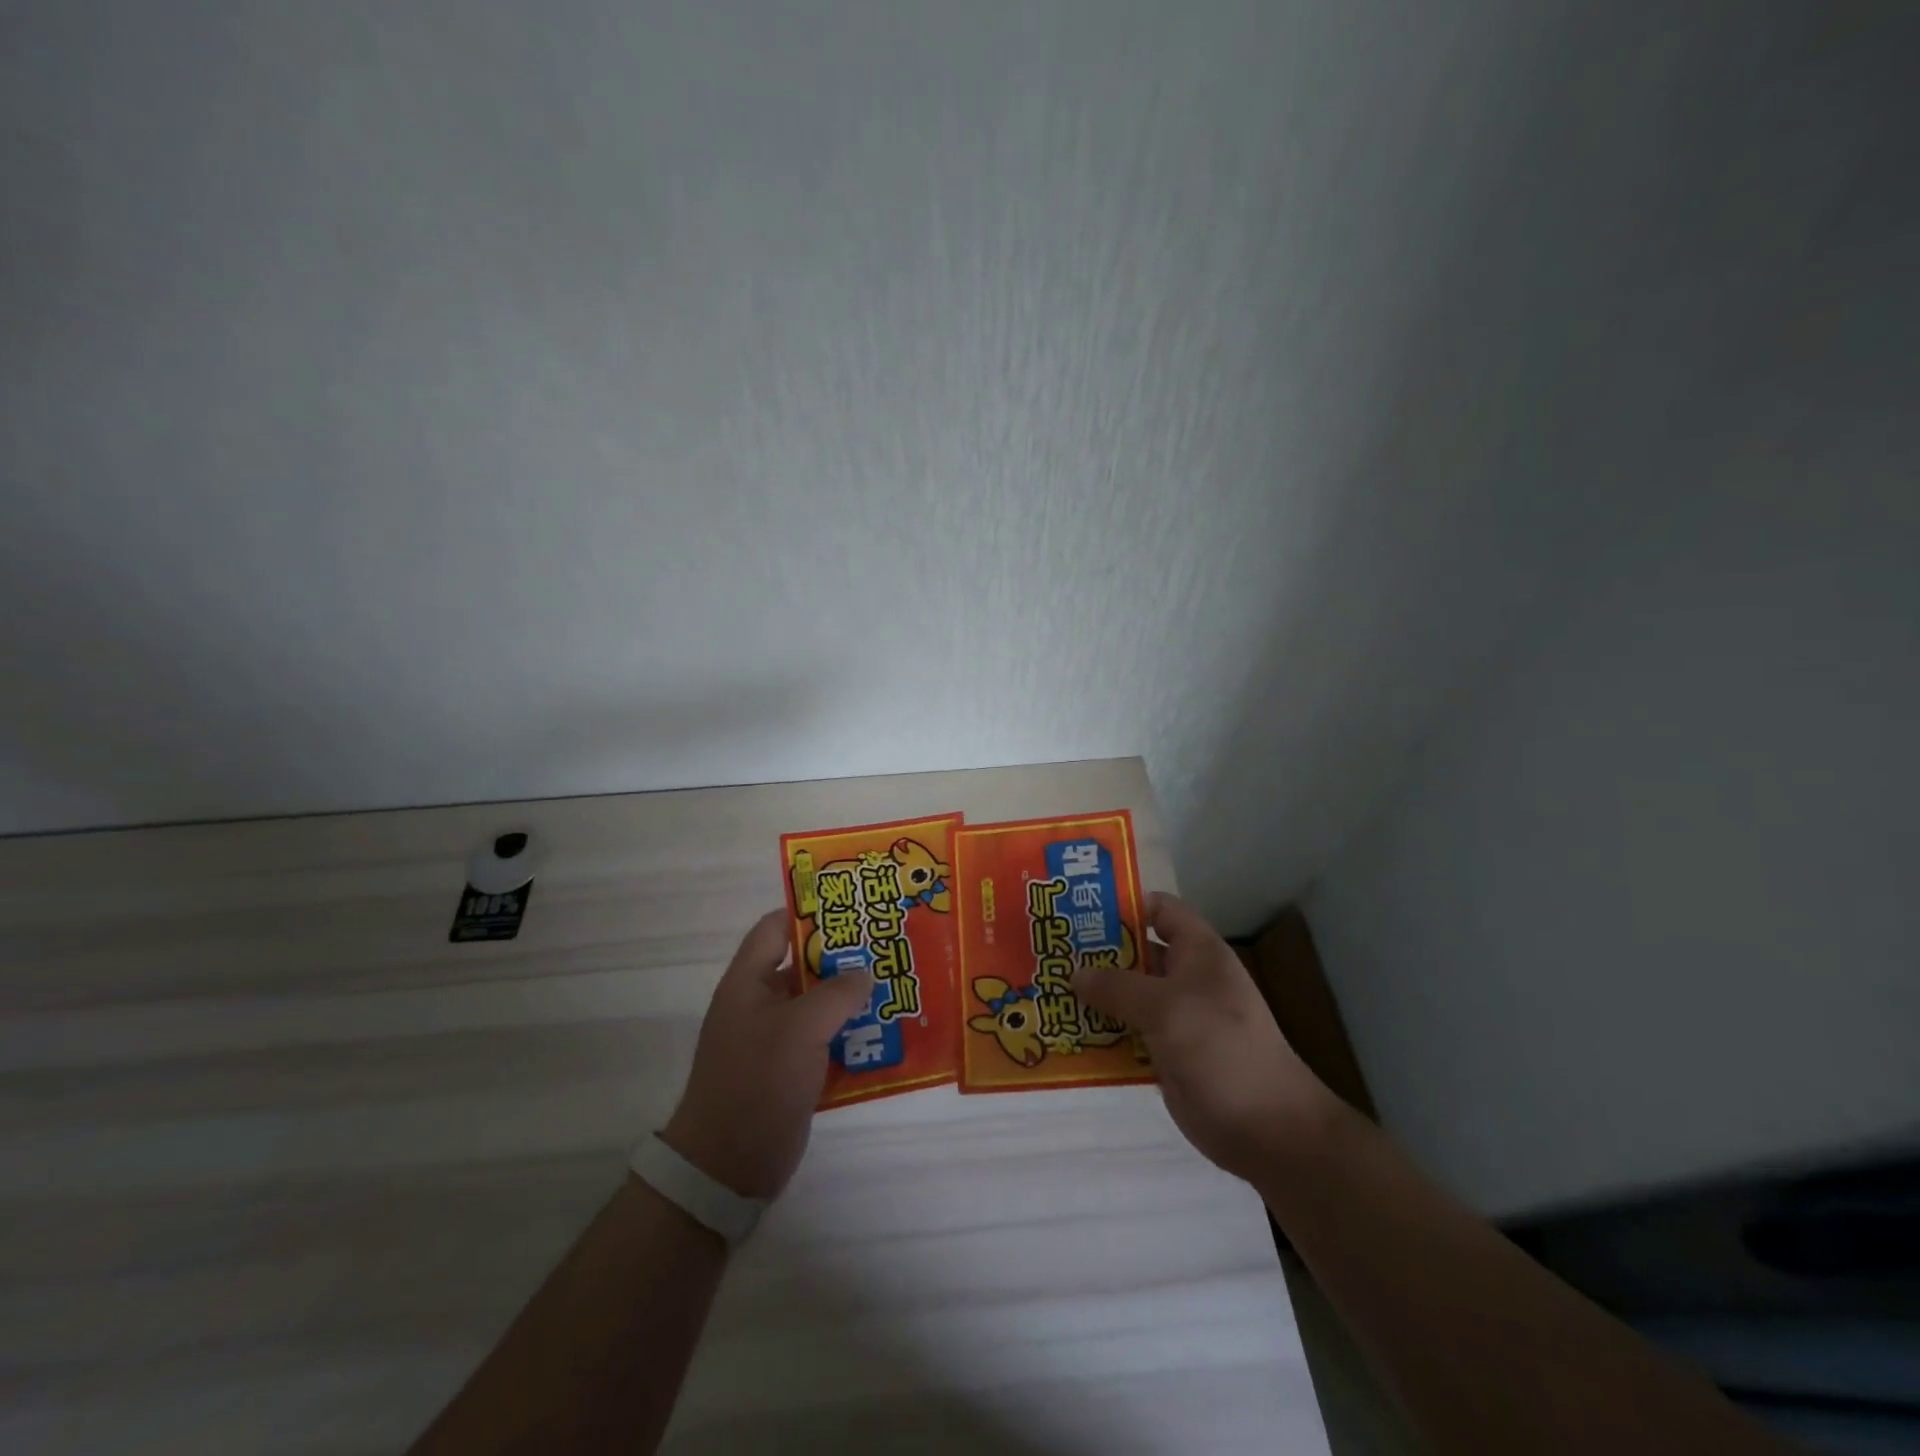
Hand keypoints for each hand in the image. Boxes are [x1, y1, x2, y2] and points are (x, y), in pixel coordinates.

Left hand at [661, 909, 872, 1199]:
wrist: (727, 1168)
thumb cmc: (757, 1082)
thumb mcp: (800, 1029)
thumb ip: (837, 993)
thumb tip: (865, 972)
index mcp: (749, 982)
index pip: (776, 928)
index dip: (809, 912)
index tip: (853, 907)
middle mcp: (761, 1003)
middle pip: (805, 965)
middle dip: (844, 956)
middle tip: (888, 945)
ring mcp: (776, 1039)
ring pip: (820, 1004)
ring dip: (854, 997)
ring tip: (898, 984)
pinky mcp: (792, 1070)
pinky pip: (827, 1040)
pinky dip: (852, 1034)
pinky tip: (888, 1031)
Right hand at [1073, 892, 1334, 1181]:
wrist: (1266, 1128)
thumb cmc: (1220, 1048)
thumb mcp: (1166, 1007)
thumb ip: (1117, 986)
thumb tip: (1074, 973)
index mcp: (1197, 952)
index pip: (1158, 909)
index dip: (1123, 905)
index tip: (1078, 911)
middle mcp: (1184, 978)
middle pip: (1134, 952)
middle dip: (1094, 952)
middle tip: (1048, 952)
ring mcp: (1174, 1017)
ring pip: (1125, 995)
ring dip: (1091, 995)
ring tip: (1045, 989)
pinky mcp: (1164, 1053)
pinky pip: (1124, 1033)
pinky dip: (1099, 1032)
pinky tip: (1064, 1032)